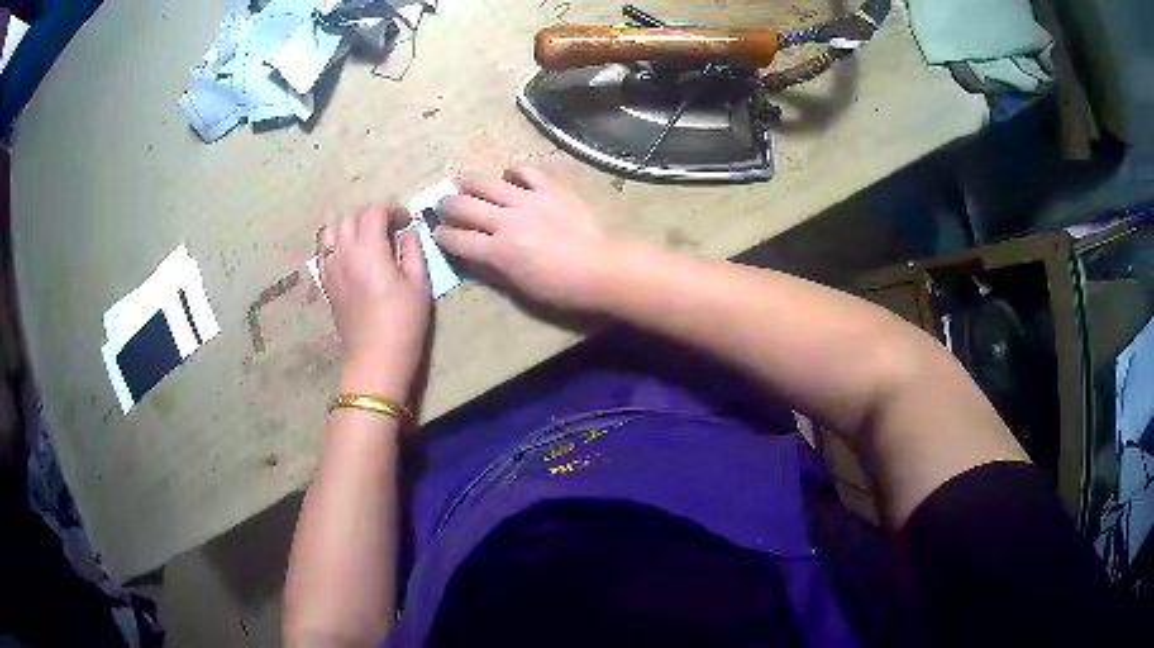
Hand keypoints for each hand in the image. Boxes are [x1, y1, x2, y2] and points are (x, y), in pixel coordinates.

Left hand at [320, 205, 430, 398]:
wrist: (375, 360)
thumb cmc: (403, 324)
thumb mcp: (419, 285)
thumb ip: (413, 251)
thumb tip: (409, 233)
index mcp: (369, 251)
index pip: (374, 211)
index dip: (392, 209)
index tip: (406, 221)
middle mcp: (344, 253)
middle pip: (349, 215)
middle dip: (370, 213)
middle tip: (388, 226)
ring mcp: (330, 268)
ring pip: (331, 230)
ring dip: (349, 224)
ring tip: (366, 235)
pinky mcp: (326, 283)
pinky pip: (324, 251)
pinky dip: (337, 243)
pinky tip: (350, 254)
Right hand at [435, 165, 608, 310]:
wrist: (600, 268)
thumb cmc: (560, 288)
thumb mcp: (520, 288)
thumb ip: (493, 269)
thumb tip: (474, 256)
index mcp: (497, 251)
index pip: (458, 239)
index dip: (442, 235)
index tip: (437, 232)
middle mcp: (506, 221)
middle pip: (465, 206)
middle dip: (447, 205)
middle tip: (442, 204)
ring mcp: (528, 200)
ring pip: (488, 183)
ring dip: (469, 182)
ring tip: (461, 181)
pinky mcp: (550, 188)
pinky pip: (526, 171)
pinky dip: (514, 171)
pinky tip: (509, 174)